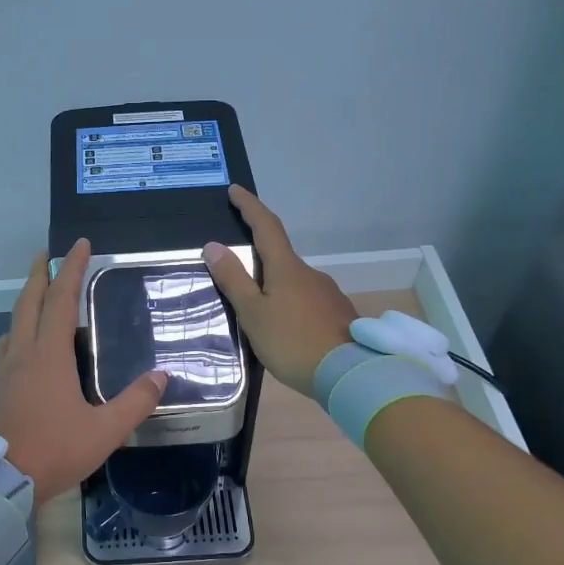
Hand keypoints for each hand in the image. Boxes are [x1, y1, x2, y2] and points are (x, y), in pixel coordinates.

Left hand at [0, 239, 166, 501]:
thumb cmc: (52, 451)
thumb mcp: (103, 431)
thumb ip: (135, 403)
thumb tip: (162, 376)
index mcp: (48, 356)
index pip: (61, 300)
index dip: (71, 269)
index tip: (78, 244)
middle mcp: (21, 354)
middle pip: (28, 303)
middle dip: (38, 275)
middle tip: (45, 255)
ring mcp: (0, 372)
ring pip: (12, 325)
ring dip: (25, 304)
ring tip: (37, 300)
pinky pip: (3, 351)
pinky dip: (15, 335)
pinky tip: (20, 350)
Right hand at [201, 185, 356, 399]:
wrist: (350, 374)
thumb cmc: (292, 342)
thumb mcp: (253, 313)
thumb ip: (233, 280)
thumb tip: (213, 245)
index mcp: (286, 268)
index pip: (266, 226)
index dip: (250, 206)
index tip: (235, 190)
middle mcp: (310, 273)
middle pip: (280, 255)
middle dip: (258, 255)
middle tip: (236, 269)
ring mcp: (327, 294)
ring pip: (294, 281)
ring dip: (274, 285)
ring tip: (257, 309)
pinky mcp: (337, 315)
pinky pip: (306, 301)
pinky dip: (290, 304)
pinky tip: (284, 327)